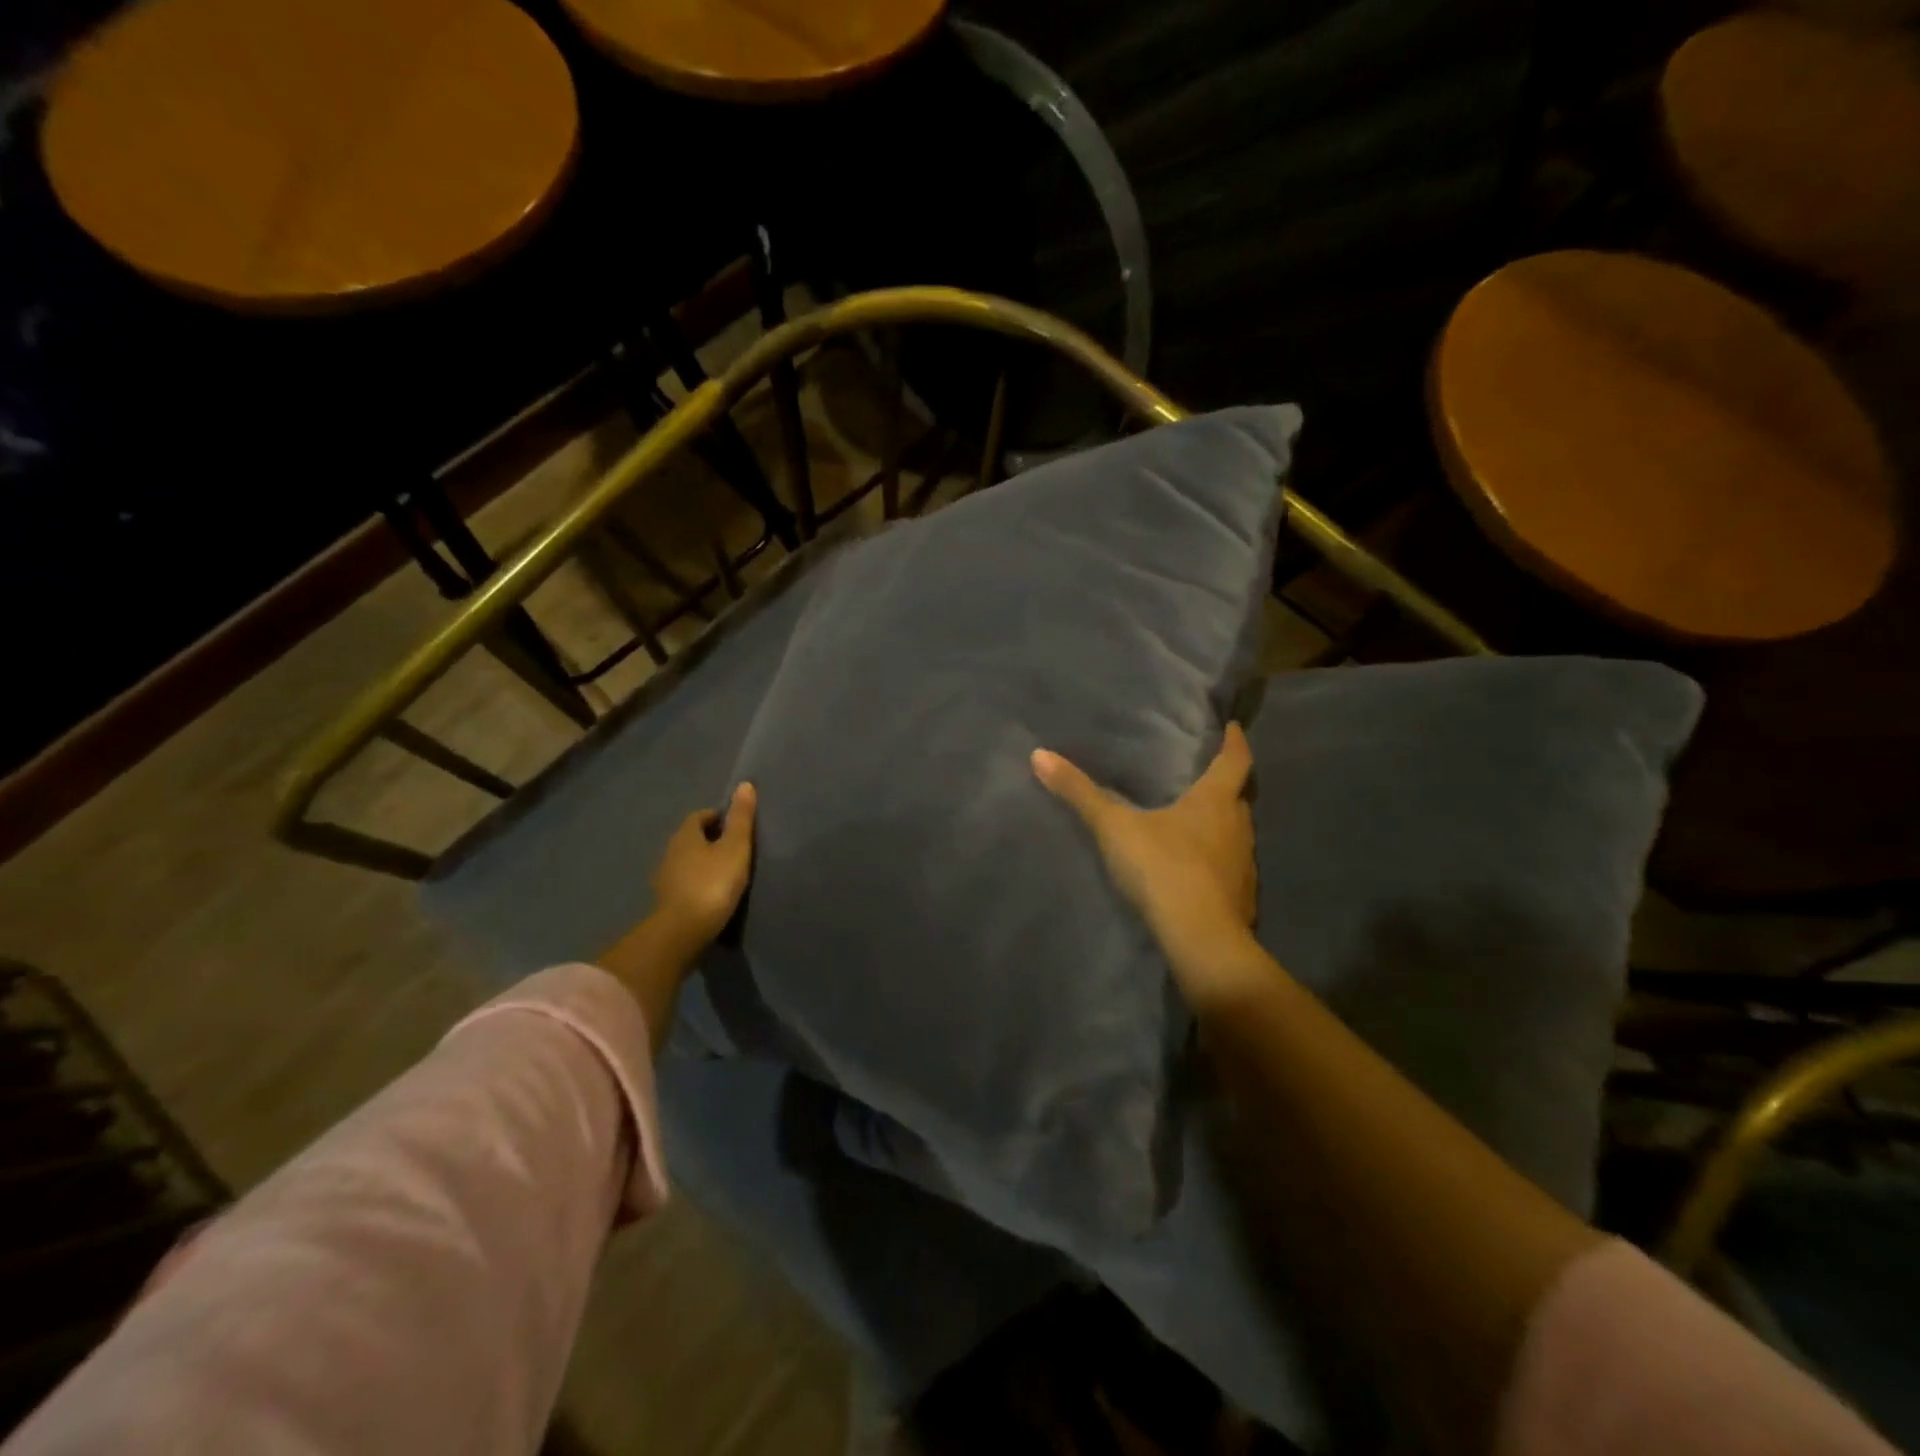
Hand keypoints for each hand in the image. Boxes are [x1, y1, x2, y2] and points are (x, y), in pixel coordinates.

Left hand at [649, 782, 757, 955]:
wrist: (682, 932)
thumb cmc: (713, 883)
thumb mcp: (735, 848)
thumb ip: (741, 818)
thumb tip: (744, 784)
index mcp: (685, 835)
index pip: (700, 816)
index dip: (718, 816)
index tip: (737, 824)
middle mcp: (670, 852)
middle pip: (692, 838)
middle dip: (711, 838)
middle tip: (736, 846)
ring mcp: (665, 878)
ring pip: (687, 861)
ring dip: (703, 862)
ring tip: (727, 870)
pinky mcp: (666, 901)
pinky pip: (685, 882)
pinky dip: (698, 882)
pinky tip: (712, 892)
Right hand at [1032, 726, 1259, 1001]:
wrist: (1202, 942)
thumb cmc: (1164, 869)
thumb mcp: (1114, 828)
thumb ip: (1080, 793)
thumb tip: (1039, 754)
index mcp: (1216, 801)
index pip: (1236, 760)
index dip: (1234, 742)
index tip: (1231, 727)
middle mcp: (1239, 827)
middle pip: (1237, 796)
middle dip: (1222, 783)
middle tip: (1200, 772)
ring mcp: (1243, 865)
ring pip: (1234, 832)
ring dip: (1218, 822)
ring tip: (1191, 817)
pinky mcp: (1240, 897)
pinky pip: (1228, 865)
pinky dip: (1214, 858)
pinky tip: (1192, 866)